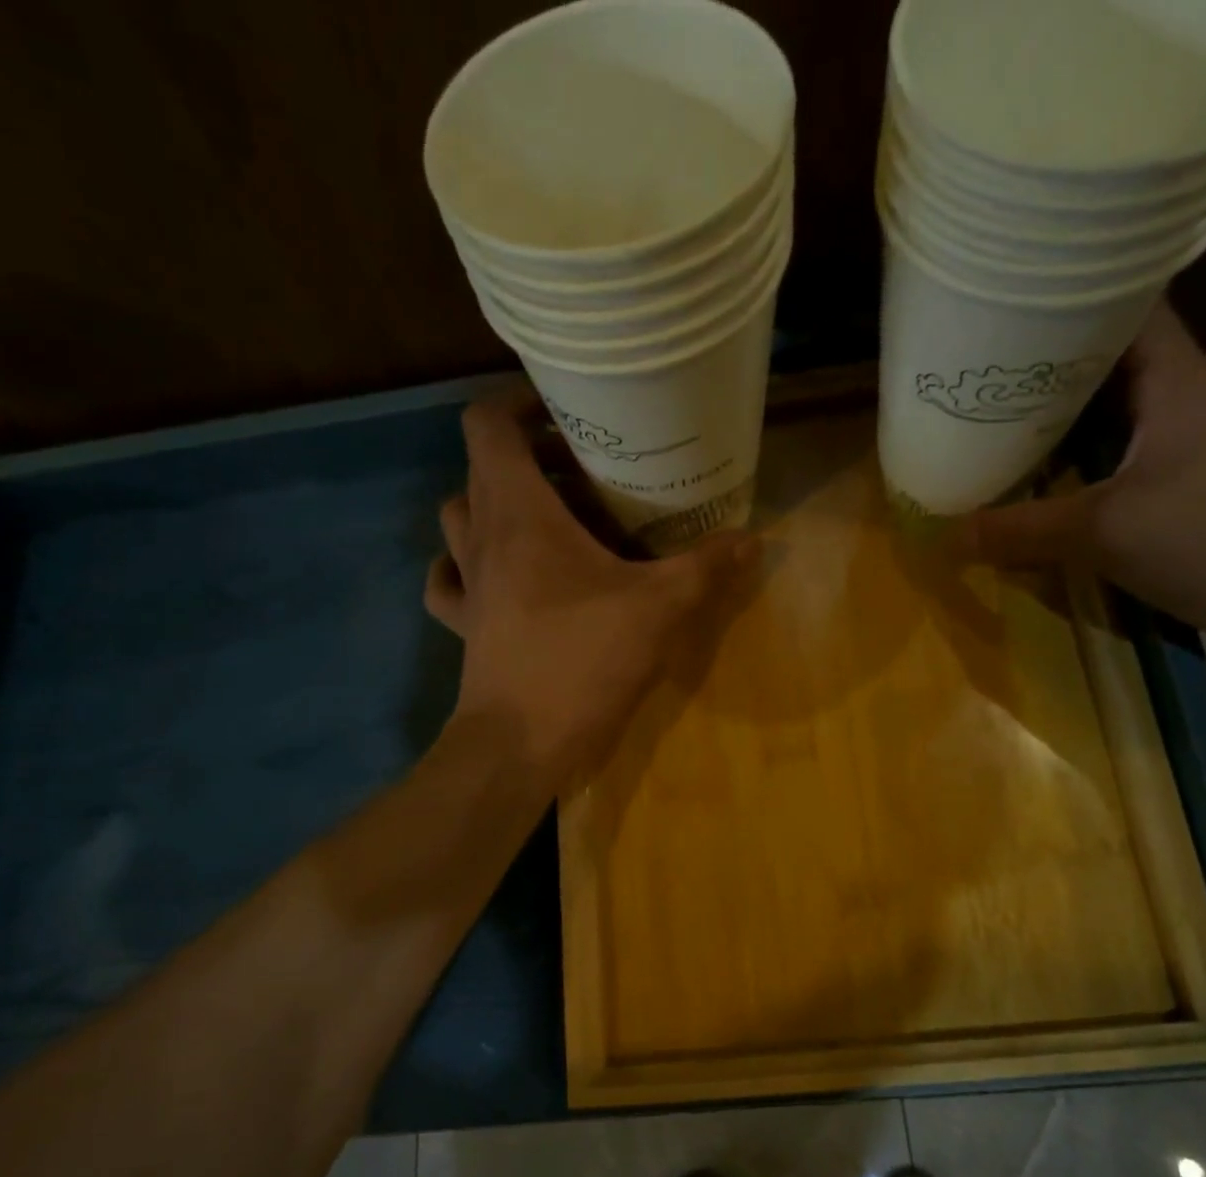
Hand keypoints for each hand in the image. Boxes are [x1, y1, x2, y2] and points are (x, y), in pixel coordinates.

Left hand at [424, 391, 759, 785]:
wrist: (520, 744)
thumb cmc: (582, 662)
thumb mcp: (659, 610)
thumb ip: (706, 568)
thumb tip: (755, 539)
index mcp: (518, 512)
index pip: (488, 424)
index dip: (518, 403)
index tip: (566, 412)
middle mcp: (481, 537)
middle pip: (481, 467)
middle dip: (526, 456)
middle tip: (581, 470)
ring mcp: (467, 584)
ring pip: (461, 518)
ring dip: (494, 505)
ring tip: (546, 518)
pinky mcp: (464, 626)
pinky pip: (450, 579)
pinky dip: (465, 565)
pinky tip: (495, 575)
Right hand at [961, 303, 1205, 680]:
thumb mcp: (1105, 531)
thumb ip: (1022, 530)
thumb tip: (947, 537)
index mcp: (1174, 379)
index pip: (1123, 308)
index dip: (1068, 302)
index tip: (1006, 313)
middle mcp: (1178, 403)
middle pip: (1101, 371)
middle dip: (1040, 378)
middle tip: (973, 387)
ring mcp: (1181, 450)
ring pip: (1104, 426)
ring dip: (1053, 434)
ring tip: (988, 438)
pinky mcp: (1180, 494)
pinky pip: (1111, 472)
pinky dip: (1072, 479)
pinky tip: (1034, 496)